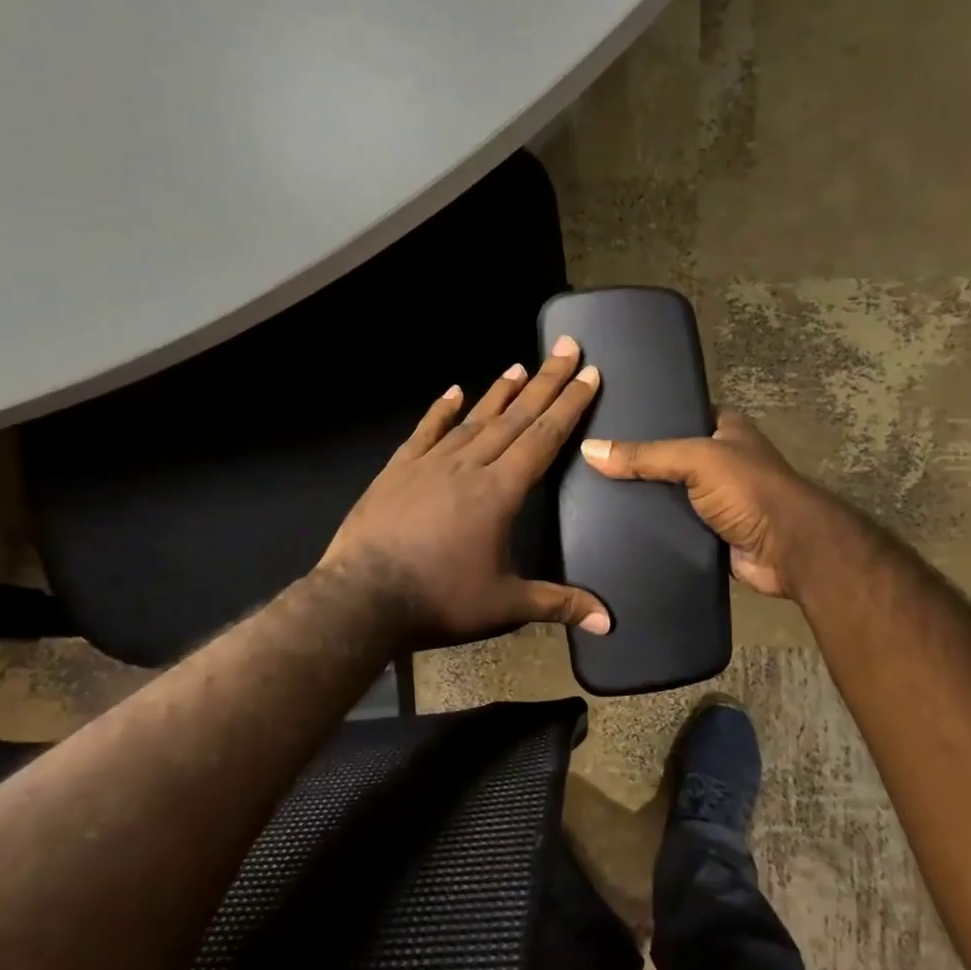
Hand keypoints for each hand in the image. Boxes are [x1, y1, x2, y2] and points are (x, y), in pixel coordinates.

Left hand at [320, 340, 611, 647]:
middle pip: (515, 417)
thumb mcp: (505, 606)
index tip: (588, 374)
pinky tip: (453, 390)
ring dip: (500, 393)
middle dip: (545, 382)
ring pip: (473, 419)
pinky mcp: (397, 471)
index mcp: (500, 492)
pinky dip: (441, 410)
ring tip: (520, 366)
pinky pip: (425, 432)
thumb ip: (558, 604)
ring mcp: (429, 464)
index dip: (570, 405)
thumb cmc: (439, 601)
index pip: (543, 438)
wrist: (361, 599)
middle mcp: (468, 466)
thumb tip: (609, 621)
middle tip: (566, 348)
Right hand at [580, 411, 847, 598]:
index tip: (601, 422)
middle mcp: (720, 461)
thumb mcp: (696, 459)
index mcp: (724, 429)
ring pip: (668, 495)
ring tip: (591, 496)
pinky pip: (672, 527)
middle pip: (667, 458)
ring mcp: (715, 500)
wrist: (788, 549)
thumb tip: (590, 450)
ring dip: (642, 500)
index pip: (676, 415)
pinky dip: (651, 529)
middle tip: (587, 463)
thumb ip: (645, 456)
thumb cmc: (749, 489)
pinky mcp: (709, 534)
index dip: (644, 418)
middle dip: (636, 463)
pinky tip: (615, 528)